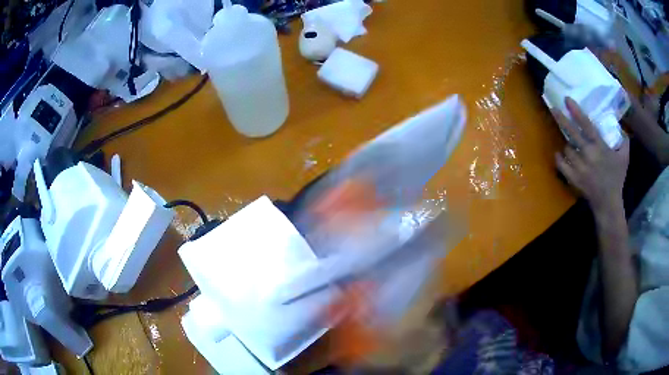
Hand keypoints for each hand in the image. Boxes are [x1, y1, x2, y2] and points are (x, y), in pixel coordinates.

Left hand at [555, 98, 628, 215]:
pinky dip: (559, 159)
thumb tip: (622, 127)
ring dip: (568, 145)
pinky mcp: (573, 178)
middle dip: (561, 118)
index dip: (576, 111)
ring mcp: (579, 167)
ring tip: (571, 145)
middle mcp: (588, 154)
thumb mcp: (624, 157)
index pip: (586, 124)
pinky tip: (560, 154)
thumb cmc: (617, 178)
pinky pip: (561, 164)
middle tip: (553, 108)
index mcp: (600, 147)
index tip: (567, 99)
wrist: (608, 202)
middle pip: (572, 133)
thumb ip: (624, 140)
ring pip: (567, 148)